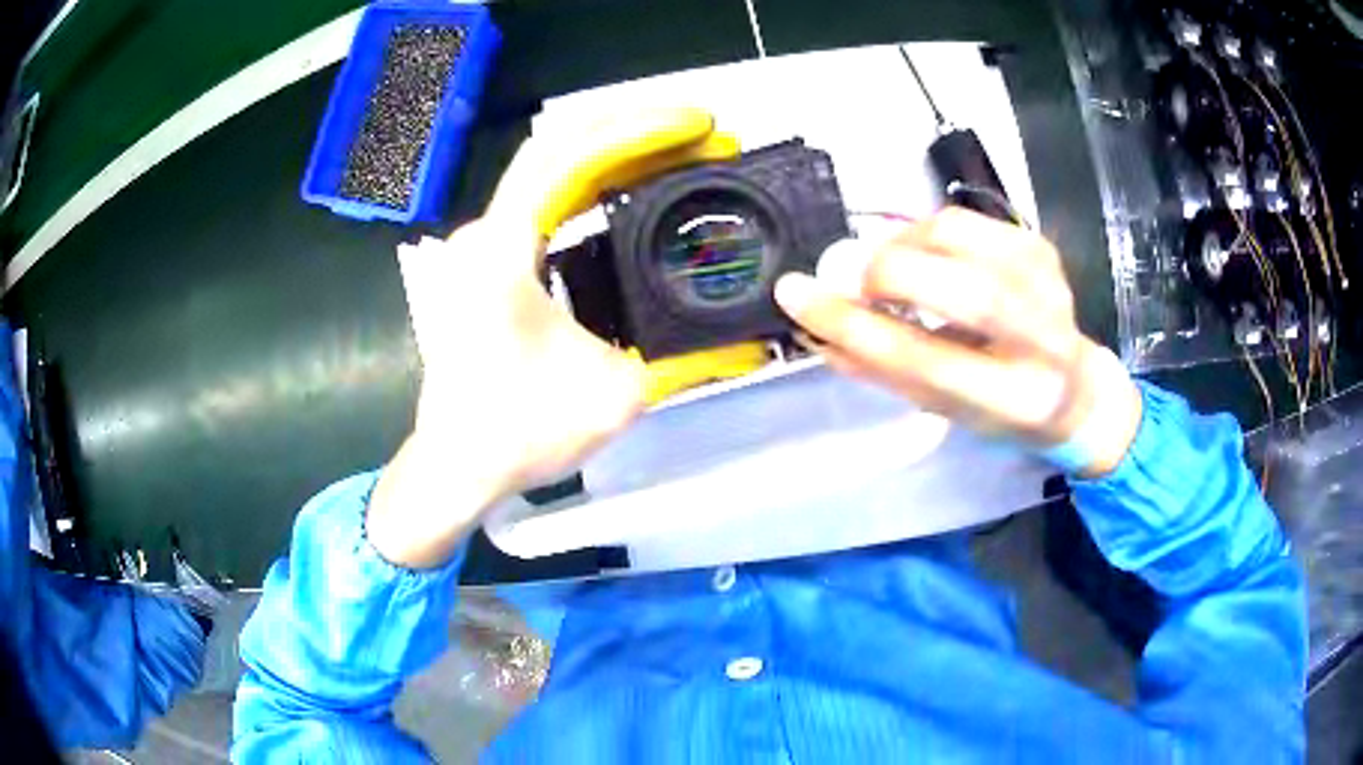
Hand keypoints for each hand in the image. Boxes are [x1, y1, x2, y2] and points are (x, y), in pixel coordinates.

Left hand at [369, 110, 734, 567]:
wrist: (456, 466)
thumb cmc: (518, 432)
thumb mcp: (615, 395)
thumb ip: (686, 362)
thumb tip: (748, 344)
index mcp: (502, 249)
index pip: (569, 154)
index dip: (638, 129)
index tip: (697, 126)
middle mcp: (485, 233)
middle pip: (561, 150)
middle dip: (636, 133)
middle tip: (702, 135)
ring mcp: (482, 246)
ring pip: (551, 172)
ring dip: (616, 155)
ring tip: (680, 152)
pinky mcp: (488, 264)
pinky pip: (545, 203)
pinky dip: (593, 187)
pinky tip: (634, 190)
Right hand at [774, 208, 1140, 476]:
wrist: (1072, 387)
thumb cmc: (1001, 407)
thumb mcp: (943, 407)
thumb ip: (882, 367)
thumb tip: (814, 324)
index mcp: (1013, 401)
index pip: (922, 359)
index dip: (852, 326)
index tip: (797, 295)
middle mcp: (1042, 340)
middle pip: (961, 289)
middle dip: (887, 274)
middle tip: (852, 279)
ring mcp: (1046, 283)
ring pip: (958, 236)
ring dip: (901, 244)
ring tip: (885, 268)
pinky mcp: (1038, 245)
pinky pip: (963, 218)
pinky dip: (924, 230)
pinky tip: (920, 254)